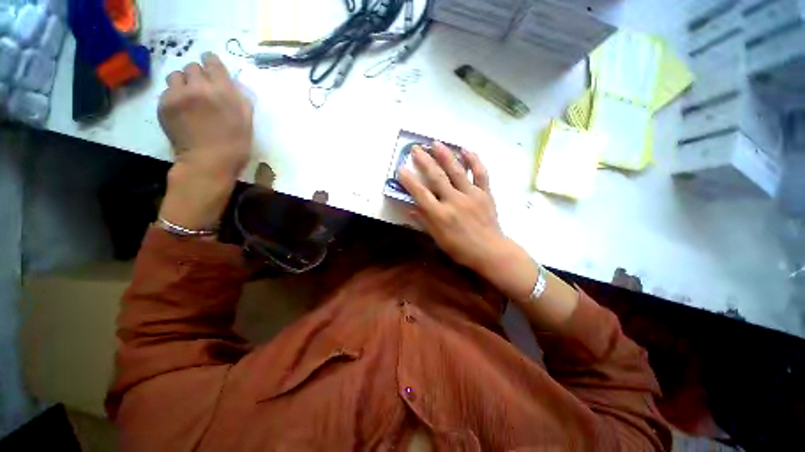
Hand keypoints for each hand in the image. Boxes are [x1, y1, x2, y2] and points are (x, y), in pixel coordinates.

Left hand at [157, 52, 253, 230]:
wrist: (207, 163)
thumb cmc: (235, 146)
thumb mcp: (247, 123)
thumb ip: (241, 101)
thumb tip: (233, 87)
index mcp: (223, 91)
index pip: (212, 61)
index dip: (211, 62)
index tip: (211, 68)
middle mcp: (199, 87)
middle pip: (192, 66)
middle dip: (198, 75)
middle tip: (202, 90)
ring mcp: (178, 95)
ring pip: (176, 75)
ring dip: (183, 83)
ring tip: (188, 97)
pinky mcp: (163, 105)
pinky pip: (167, 90)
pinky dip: (174, 96)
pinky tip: (181, 110)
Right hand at [399, 142, 507, 269]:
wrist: (490, 251)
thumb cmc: (461, 249)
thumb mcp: (438, 239)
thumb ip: (425, 221)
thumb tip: (411, 208)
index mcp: (440, 215)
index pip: (421, 194)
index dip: (409, 181)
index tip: (400, 169)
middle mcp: (454, 201)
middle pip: (437, 177)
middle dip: (425, 161)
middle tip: (416, 148)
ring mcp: (471, 195)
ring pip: (457, 171)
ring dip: (445, 155)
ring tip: (436, 143)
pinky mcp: (485, 193)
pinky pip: (481, 173)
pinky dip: (474, 160)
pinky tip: (466, 150)